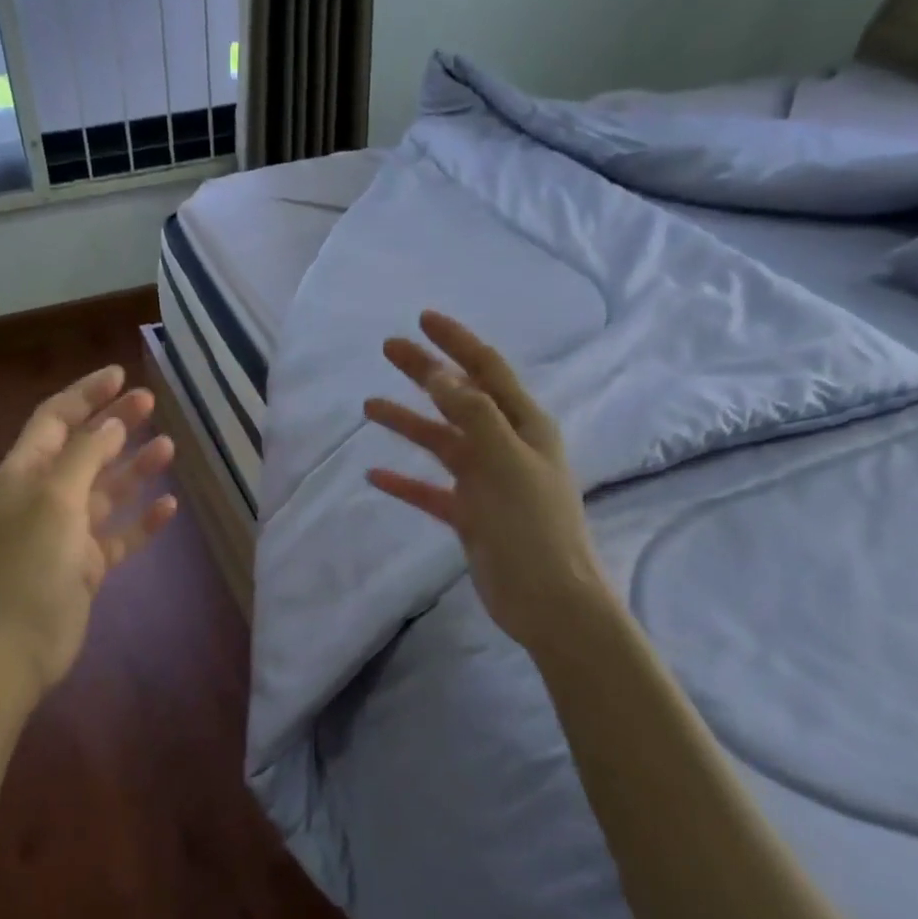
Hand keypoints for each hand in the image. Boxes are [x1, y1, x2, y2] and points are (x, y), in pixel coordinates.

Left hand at [0, 365, 177, 698]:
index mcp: (26, 473)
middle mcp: (46, 496)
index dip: (86, 394)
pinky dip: (142, 520)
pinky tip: (168, 506)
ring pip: (106, 490)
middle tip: (150, 402)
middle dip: (115, 424)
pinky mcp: (87, 565)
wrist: (16, 646)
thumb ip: (84, 456)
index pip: (55, 419)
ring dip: (134, 468)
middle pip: (84, 449)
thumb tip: (111, 425)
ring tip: (169, 447)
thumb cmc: (30, 564)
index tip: (120, 375)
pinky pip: (120, 534)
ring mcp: (67, 532)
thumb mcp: (56, 499)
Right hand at [363, 311, 606, 654]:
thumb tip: (441, 375)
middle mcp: (505, 445)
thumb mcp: (505, 462)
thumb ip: (474, 416)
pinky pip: (430, 490)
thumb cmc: (533, 526)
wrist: (548, 599)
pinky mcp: (470, 515)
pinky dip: (405, 481)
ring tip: (369, 408)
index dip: (457, 342)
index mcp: (524, 425)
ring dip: (407, 422)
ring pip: (440, 442)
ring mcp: (486, 481)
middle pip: (458, 398)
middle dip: (424, 372)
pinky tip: (376, 475)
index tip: (423, 319)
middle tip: (388, 349)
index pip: (487, 369)